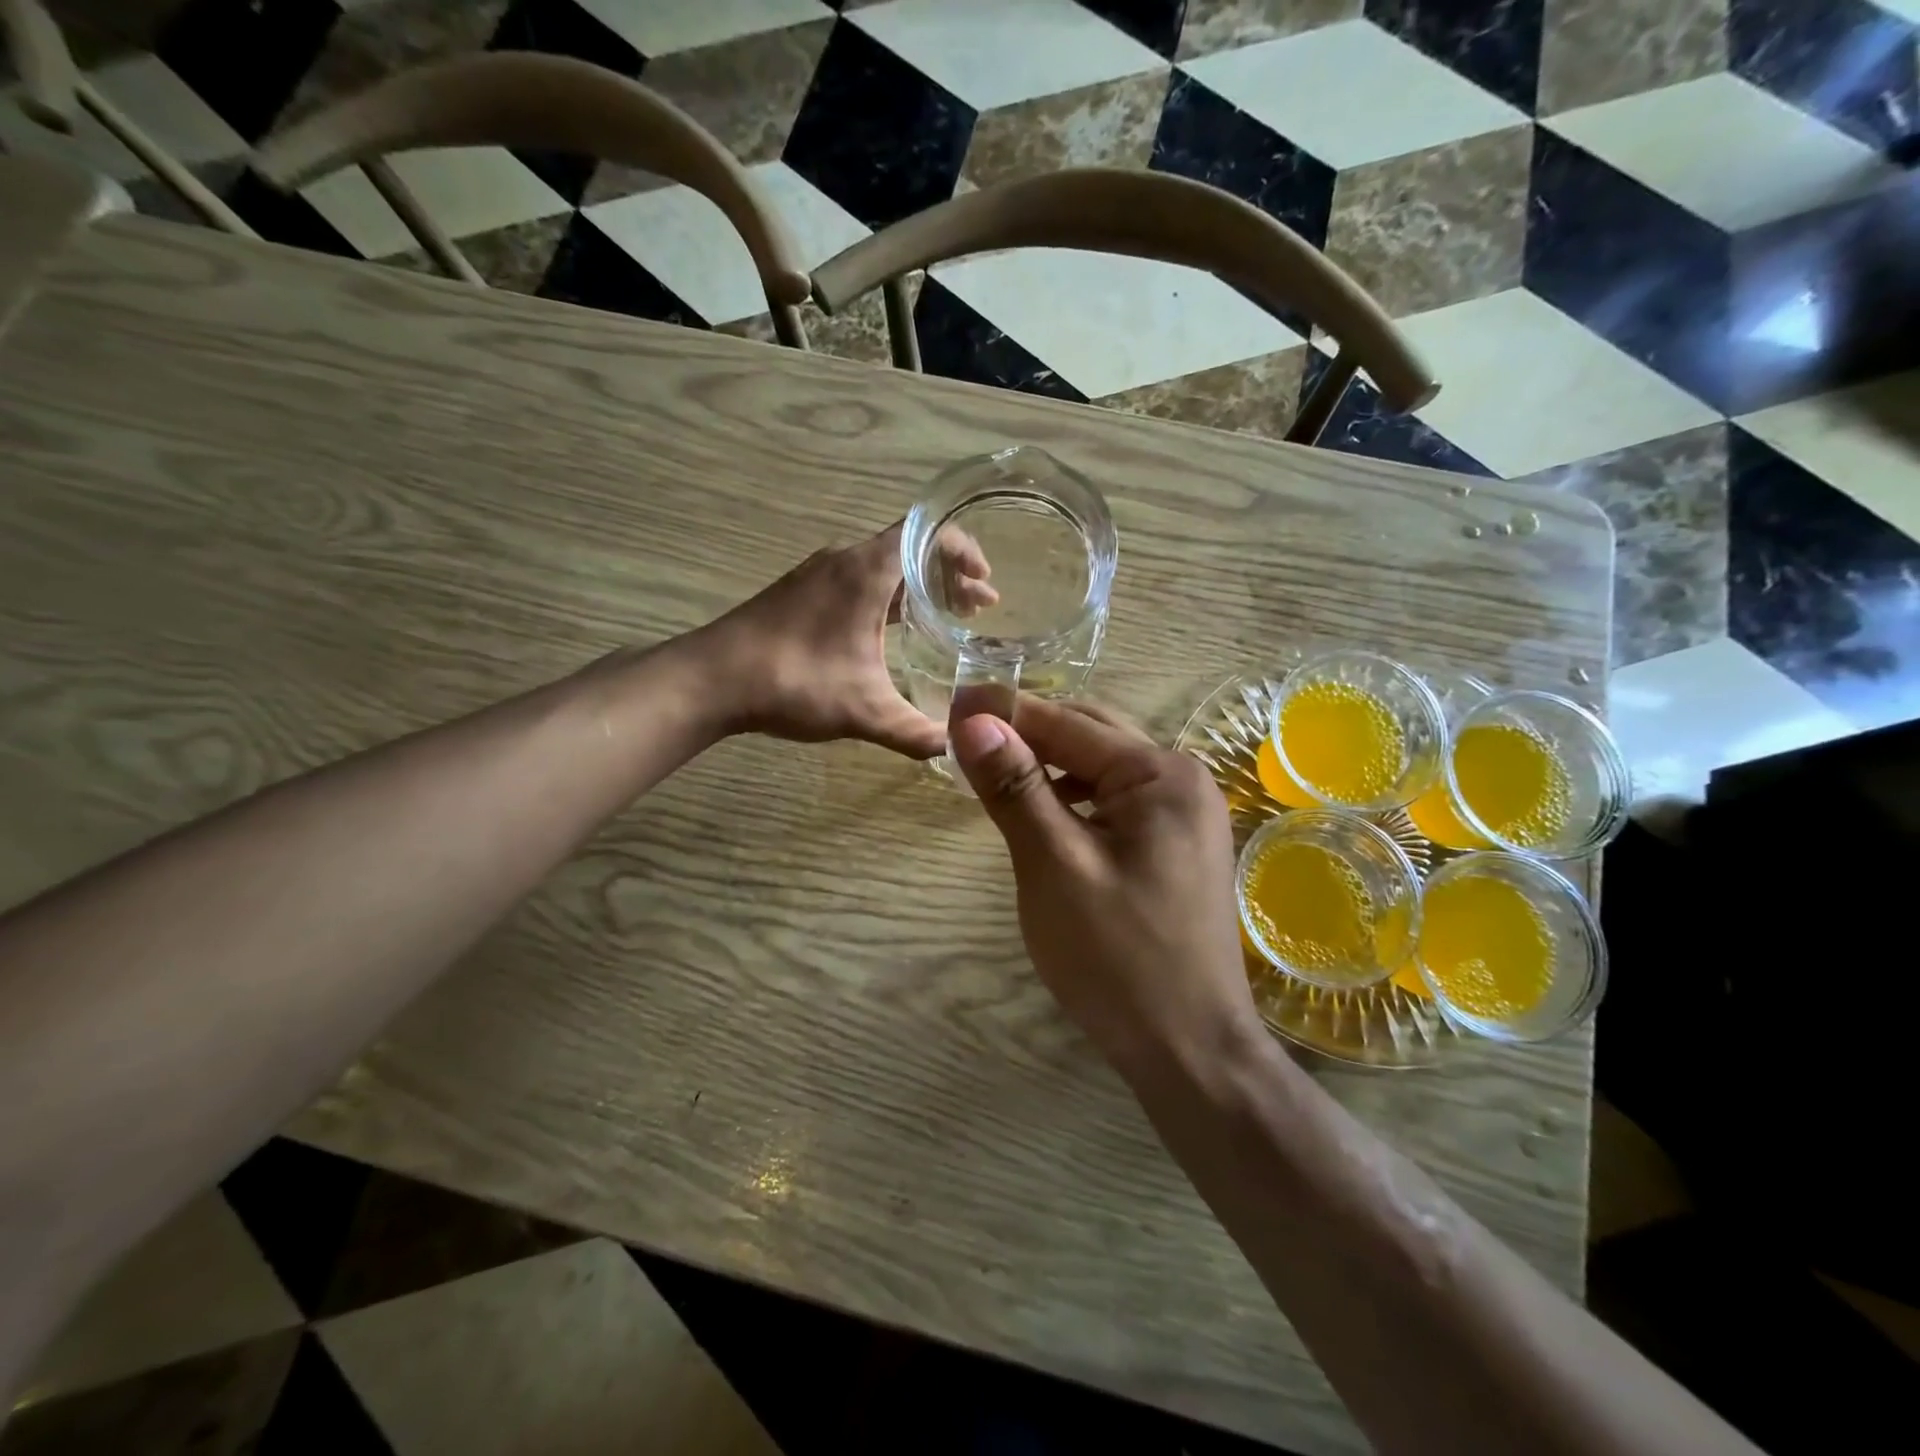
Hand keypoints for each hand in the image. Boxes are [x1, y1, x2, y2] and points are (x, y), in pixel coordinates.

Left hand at [695, 523, 984, 759]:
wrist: (710, 680)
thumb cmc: (794, 682)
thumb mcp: (865, 711)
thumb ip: (915, 731)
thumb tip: (955, 749)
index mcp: (867, 571)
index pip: (929, 534)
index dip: (965, 551)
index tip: (987, 582)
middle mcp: (845, 560)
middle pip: (910, 548)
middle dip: (949, 575)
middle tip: (978, 608)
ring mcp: (819, 573)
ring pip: (883, 565)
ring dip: (918, 586)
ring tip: (946, 617)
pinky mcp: (801, 592)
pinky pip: (859, 580)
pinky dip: (887, 595)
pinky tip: (891, 631)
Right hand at [950, 698, 1261, 1075]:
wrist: (1190, 1050)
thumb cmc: (1119, 960)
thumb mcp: (1055, 867)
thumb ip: (1016, 788)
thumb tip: (974, 719)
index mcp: (1160, 775)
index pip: (1067, 722)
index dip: (1003, 711)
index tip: (948, 700)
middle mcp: (1180, 779)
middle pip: (1088, 735)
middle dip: (1025, 732)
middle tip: (962, 736)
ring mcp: (1182, 813)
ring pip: (1099, 768)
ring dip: (1046, 763)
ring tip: (992, 771)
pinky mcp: (1173, 844)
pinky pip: (1113, 801)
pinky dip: (1070, 796)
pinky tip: (1040, 813)